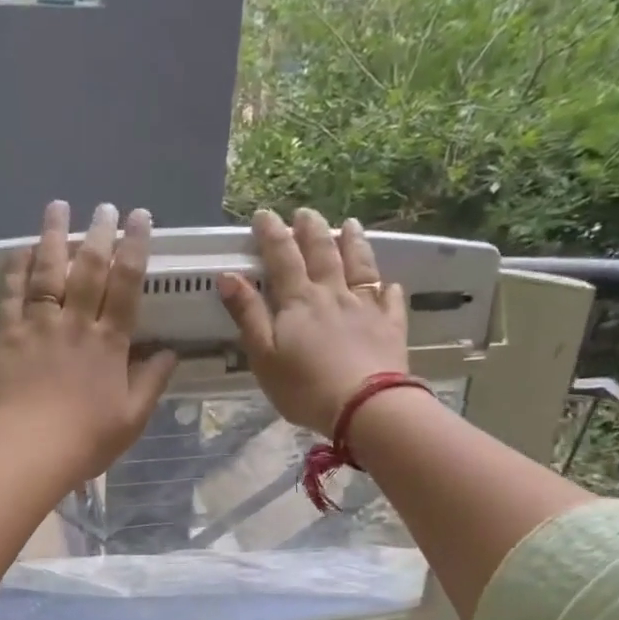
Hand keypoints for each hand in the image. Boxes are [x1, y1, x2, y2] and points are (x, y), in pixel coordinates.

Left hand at [0, 200, 178, 482]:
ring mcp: (38, 326)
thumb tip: (170, 352)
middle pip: (89, 268)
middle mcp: (75, 323)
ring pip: (48, 271)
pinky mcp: (7, 336)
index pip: (126, 285)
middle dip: (99, 233)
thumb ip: (152, 382)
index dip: (135, 248)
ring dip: (55, 236)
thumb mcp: (132, 418)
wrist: (28, 452)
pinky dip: (18, 268)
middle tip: (105, 206)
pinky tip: (22, 249)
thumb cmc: (86, 440)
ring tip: (58, 207)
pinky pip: (12, 293)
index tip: (140, 219)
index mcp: (109, 343)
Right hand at [219, 208, 407, 436]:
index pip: (282, 257)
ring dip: (353, 242)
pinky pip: (390, 299)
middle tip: (305, 212)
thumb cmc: (305, 387)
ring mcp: (366, 307)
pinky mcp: (391, 326)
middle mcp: (333, 293)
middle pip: (322, 252)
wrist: (364, 406)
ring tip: (350, 224)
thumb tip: (228, 276)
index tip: (263, 215)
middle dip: (311, 229)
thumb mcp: (264, 355)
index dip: (271, 233)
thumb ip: (248, 315)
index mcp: (299, 300)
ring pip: (359, 265)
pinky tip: (389, 283)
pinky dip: (387, 287)